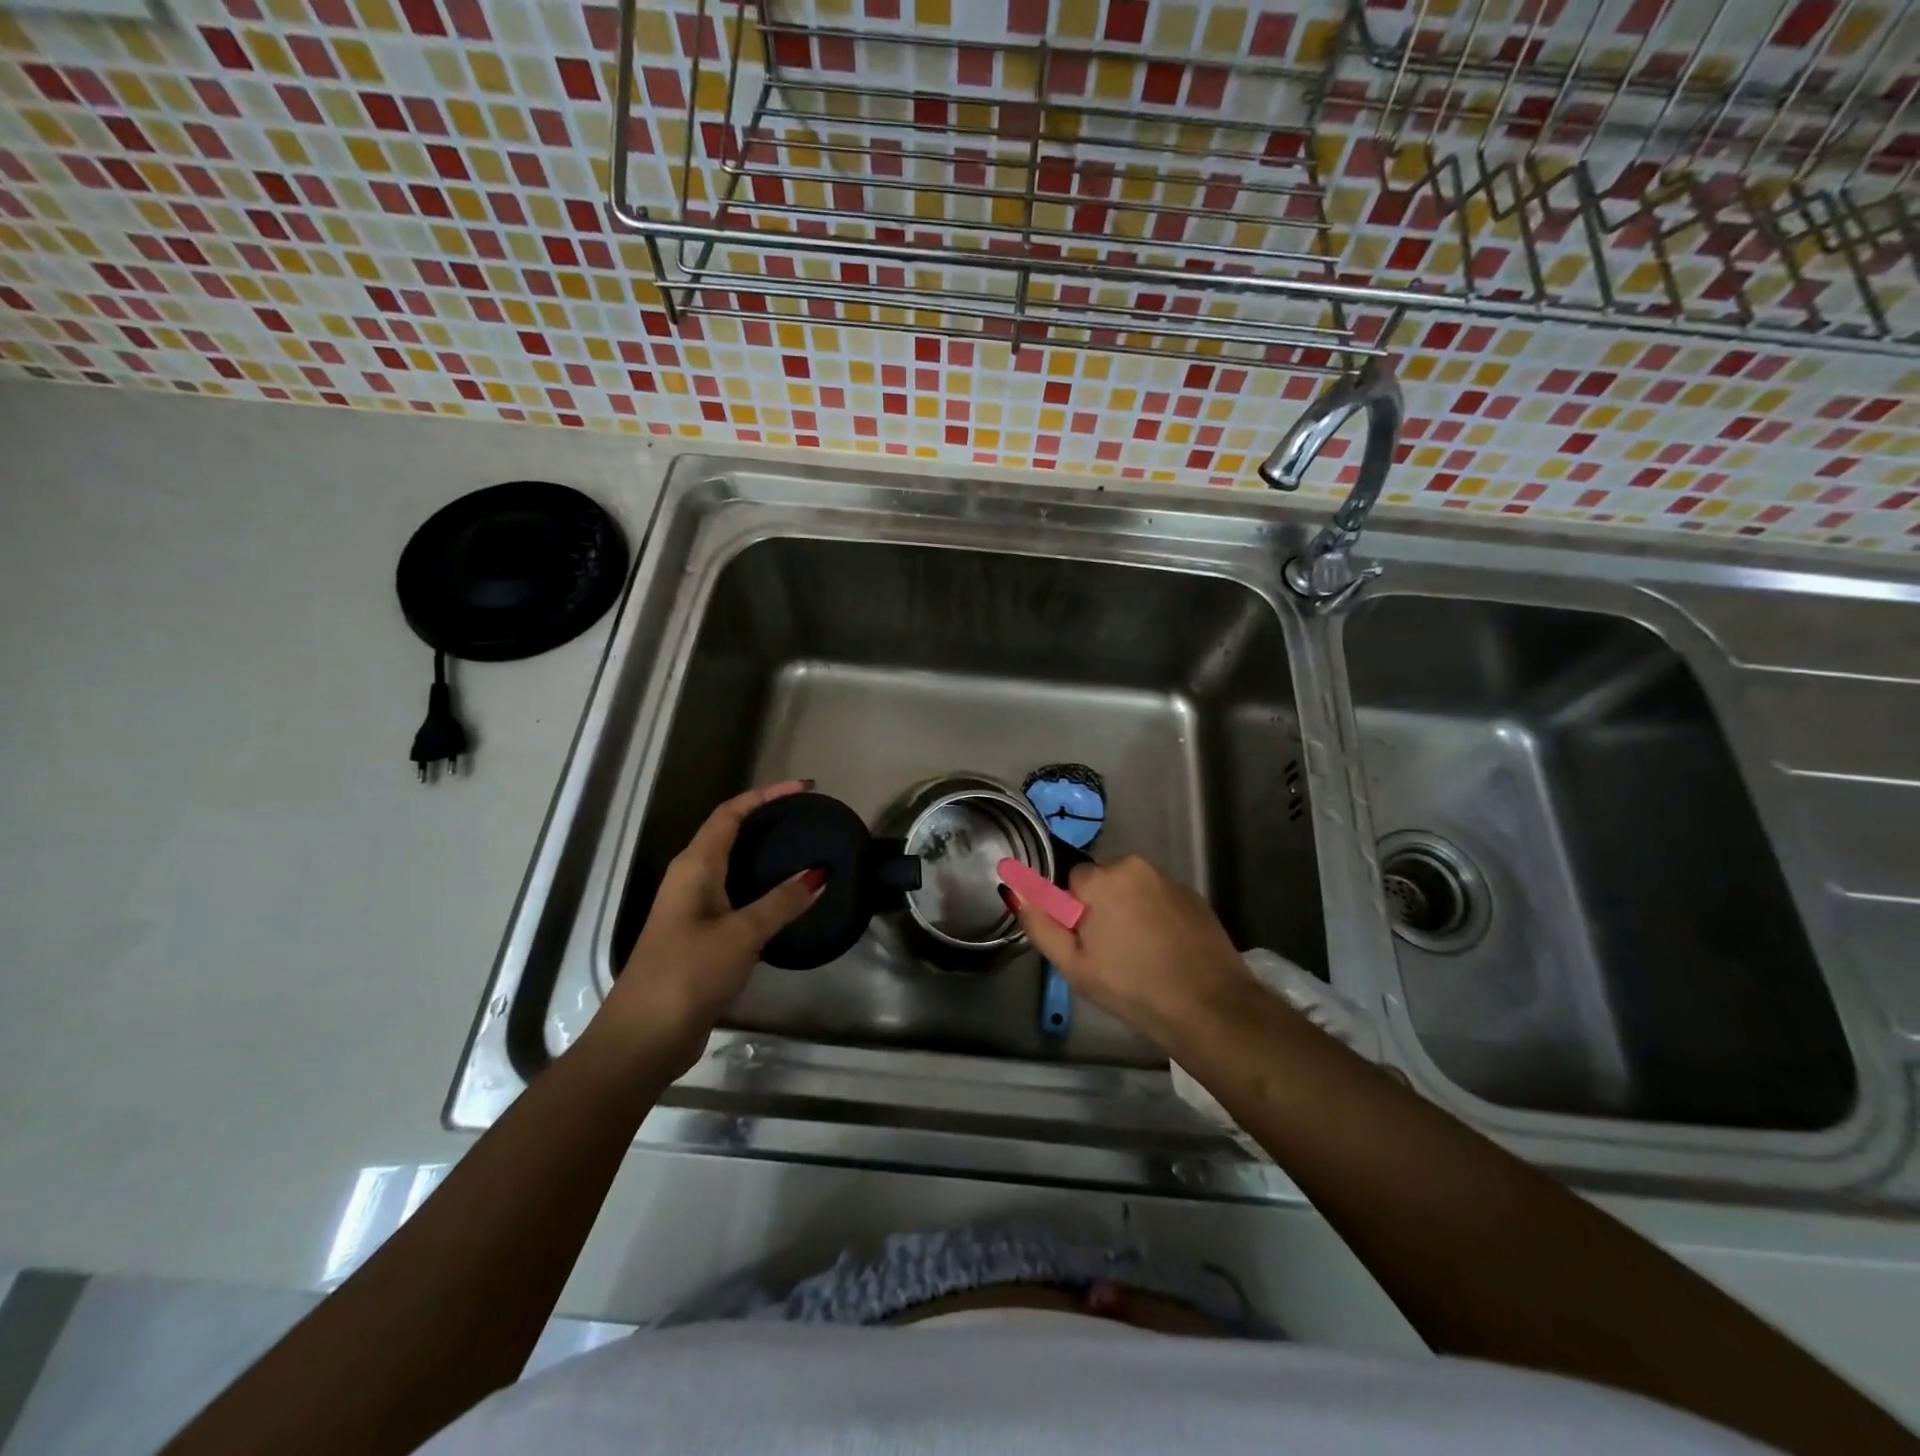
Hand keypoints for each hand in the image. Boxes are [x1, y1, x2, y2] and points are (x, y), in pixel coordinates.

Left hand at [598, 781, 823, 1074]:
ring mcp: (694, 909)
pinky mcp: (702, 937)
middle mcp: (692, 879)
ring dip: (767, 856)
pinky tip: (790, 902)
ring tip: (807, 852)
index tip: (803, 789)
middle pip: (731, 834)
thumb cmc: (688, 973)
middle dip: (768, 820)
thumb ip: (781, 902)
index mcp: (695, 866)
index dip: (766, 795)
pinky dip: (765, 891)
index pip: (731, 813)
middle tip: (809, 819)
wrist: (643, 1037)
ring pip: (735, 868)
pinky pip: (739, 898)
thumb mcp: (741, 934)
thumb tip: (819, 872)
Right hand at [1008, 854, 1255, 1046]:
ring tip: (1141, 956)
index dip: (1076, 913)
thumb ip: (1040, 923)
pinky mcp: (1195, 896)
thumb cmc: (1132, 987)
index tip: (1088, 944)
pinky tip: (1166, 952)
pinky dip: (1157, 917)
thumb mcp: (1074, 965)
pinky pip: (1160, 898)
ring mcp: (1170, 879)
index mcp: (1104, 878)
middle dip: (1102, 907)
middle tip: (1112, 953)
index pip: (1073, 881)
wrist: (1209, 1008)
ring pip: (1133, 890)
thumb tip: (1014, 889)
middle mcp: (1137, 866)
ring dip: (1130, 911)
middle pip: (1104, 881)